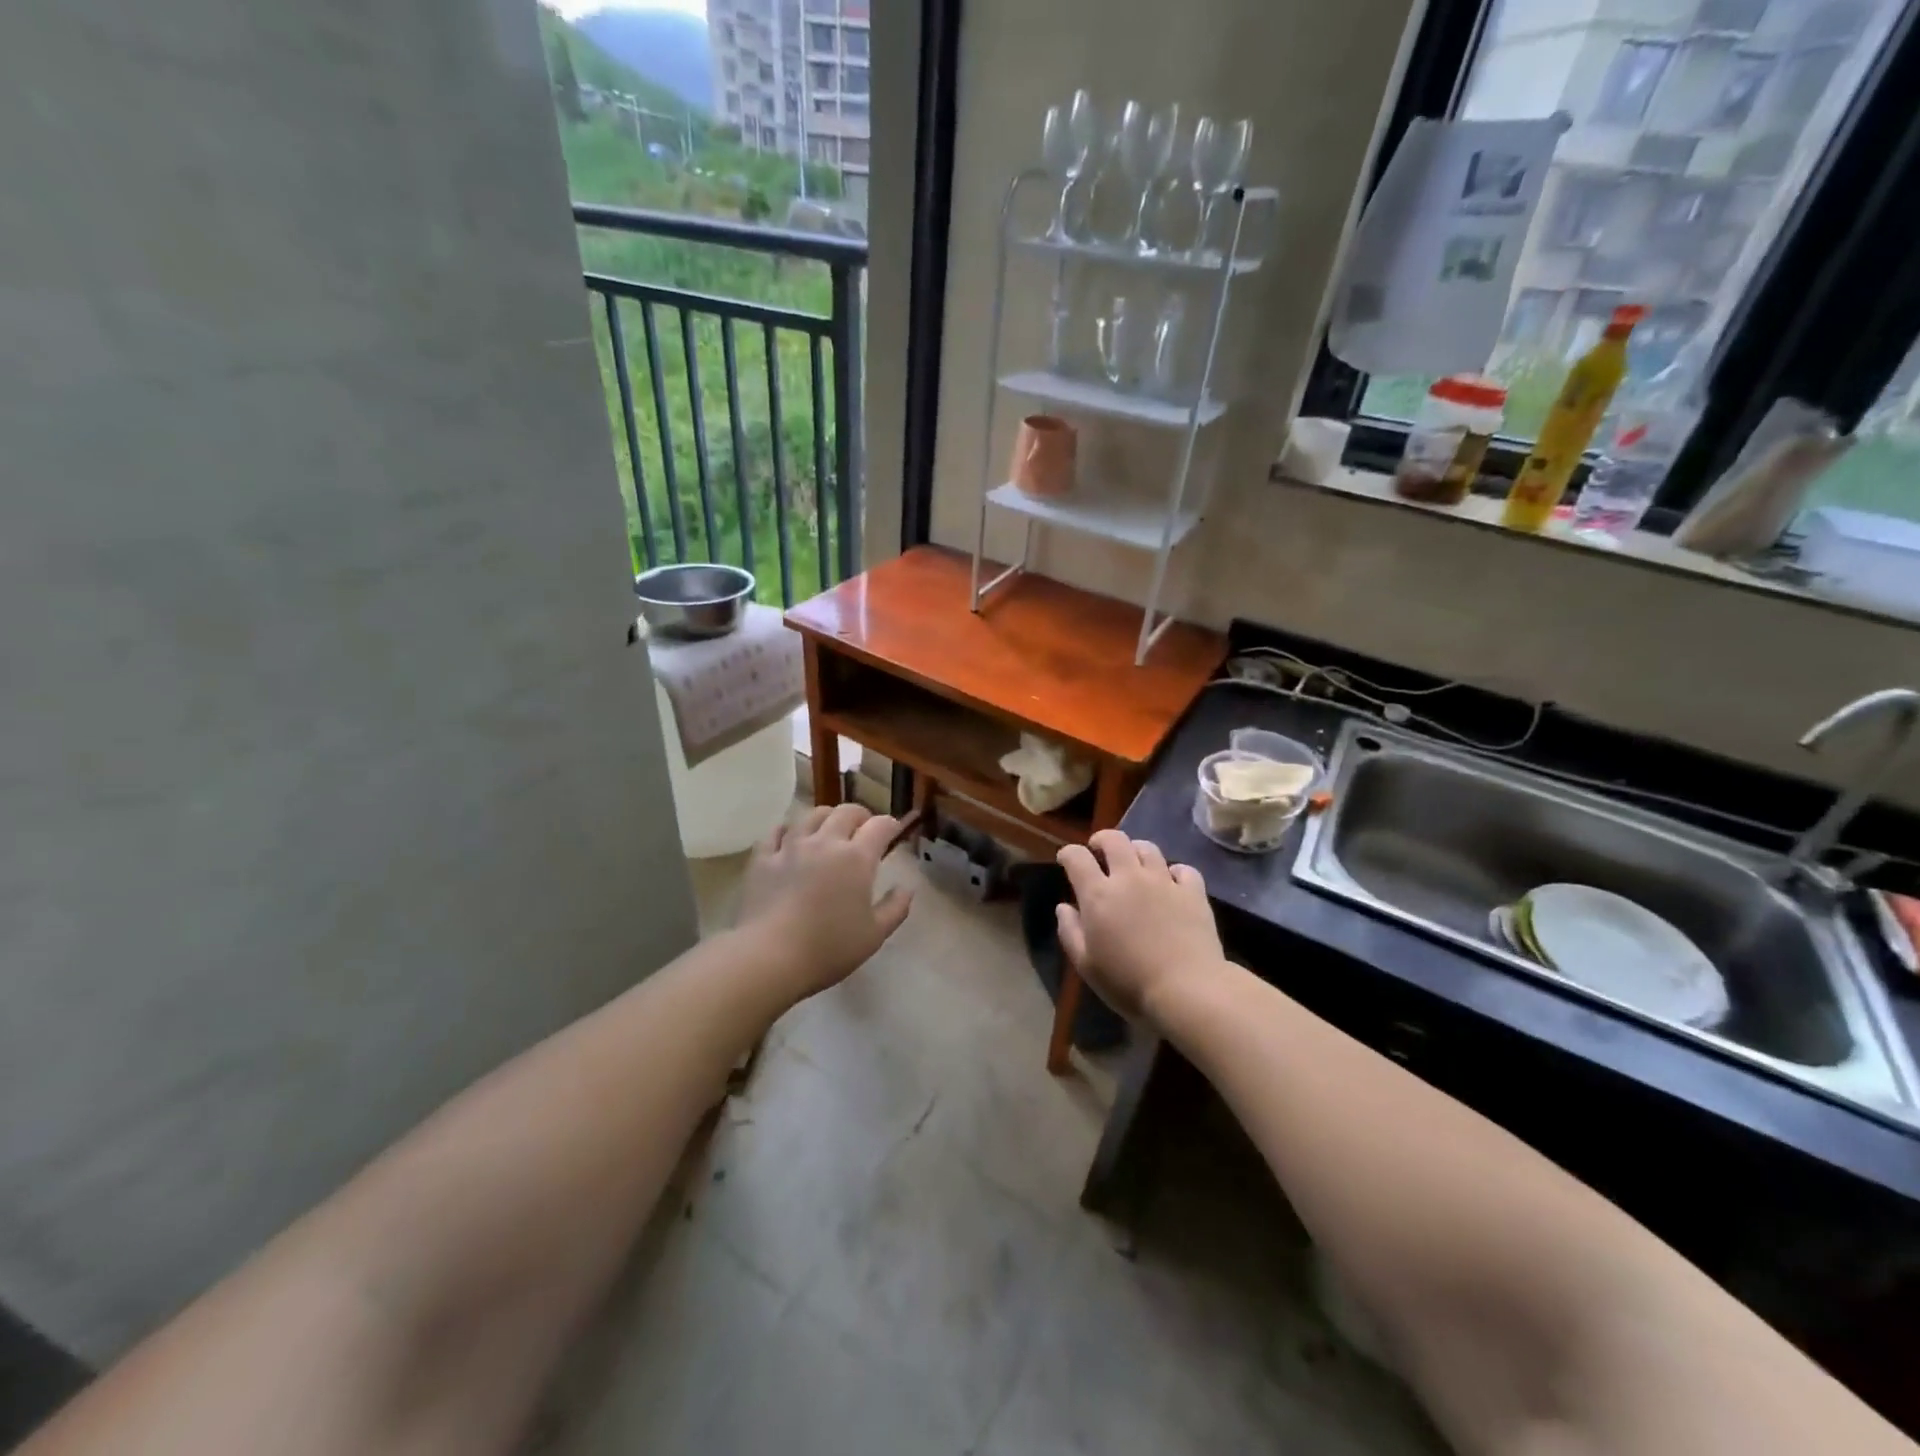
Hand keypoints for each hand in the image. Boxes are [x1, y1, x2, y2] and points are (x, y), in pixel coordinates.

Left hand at [738, 804, 913, 1000]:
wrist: (769, 957)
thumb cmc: (829, 948)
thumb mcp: (874, 935)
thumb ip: (895, 908)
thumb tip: (906, 888)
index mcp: (857, 858)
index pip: (880, 826)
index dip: (891, 825)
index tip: (895, 832)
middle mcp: (825, 842)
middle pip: (846, 812)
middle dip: (861, 816)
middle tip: (864, 829)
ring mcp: (791, 846)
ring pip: (811, 815)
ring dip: (827, 817)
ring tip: (829, 830)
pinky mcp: (763, 858)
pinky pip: (776, 832)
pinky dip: (788, 830)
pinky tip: (791, 838)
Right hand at [1056, 829, 1224, 1021]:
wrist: (1186, 990)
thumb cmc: (1128, 983)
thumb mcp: (1086, 965)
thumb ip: (1070, 931)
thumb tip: (1063, 907)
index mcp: (1099, 894)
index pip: (1077, 857)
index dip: (1068, 854)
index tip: (1066, 860)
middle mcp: (1130, 877)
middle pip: (1114, 839)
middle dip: (1102, 840)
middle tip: (1099, 851)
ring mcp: (1164, 881)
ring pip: (1148, 848)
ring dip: (1136, 851)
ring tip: (1134, 864)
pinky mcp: (1193, 893)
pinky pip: (1183, 869)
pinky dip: (1174, 872)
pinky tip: (1171, 883)